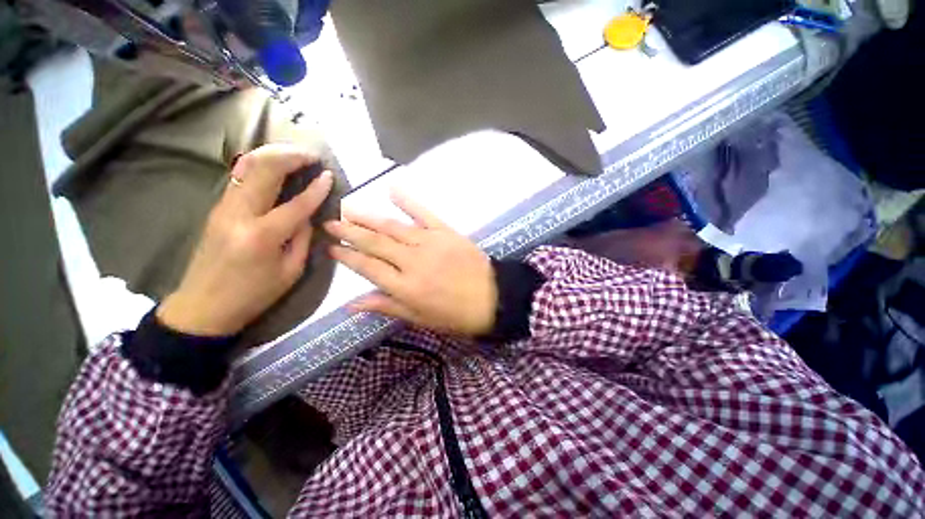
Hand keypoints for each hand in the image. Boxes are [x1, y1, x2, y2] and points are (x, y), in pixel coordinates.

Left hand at [157, 144, 333, 335]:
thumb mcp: (290, 271)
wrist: (203, 305)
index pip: (296, 204)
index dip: (316, 188)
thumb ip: (302, 239)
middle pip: (263, 170)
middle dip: (290, 156)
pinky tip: (275, 167)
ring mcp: (223, 208)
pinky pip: (241, 177)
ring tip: (296, 155)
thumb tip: (307, 215)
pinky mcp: (217, 208)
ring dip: (273, 155)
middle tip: (311, 155)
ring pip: (248, 167)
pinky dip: (260, 165)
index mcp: (262, 236)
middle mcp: (239, 214)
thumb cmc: (254, 294)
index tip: (329, 175)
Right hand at [325, 192, 496, 336]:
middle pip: (375, 243)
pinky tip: (392, 188)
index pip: (367, 267)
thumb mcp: (420, 318)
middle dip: (349, 232)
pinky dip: (408, 200)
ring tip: (347, 208)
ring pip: (393, 227)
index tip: (330, 247)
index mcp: (404, 287)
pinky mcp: (446, 232)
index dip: (346, 256)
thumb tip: (351, 305)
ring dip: (368, 217)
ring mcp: (429, 243)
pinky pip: (424, 213)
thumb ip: (387, 307)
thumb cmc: (456, 314)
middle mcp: (412, 261)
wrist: (493, 297)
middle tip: (330, 222)